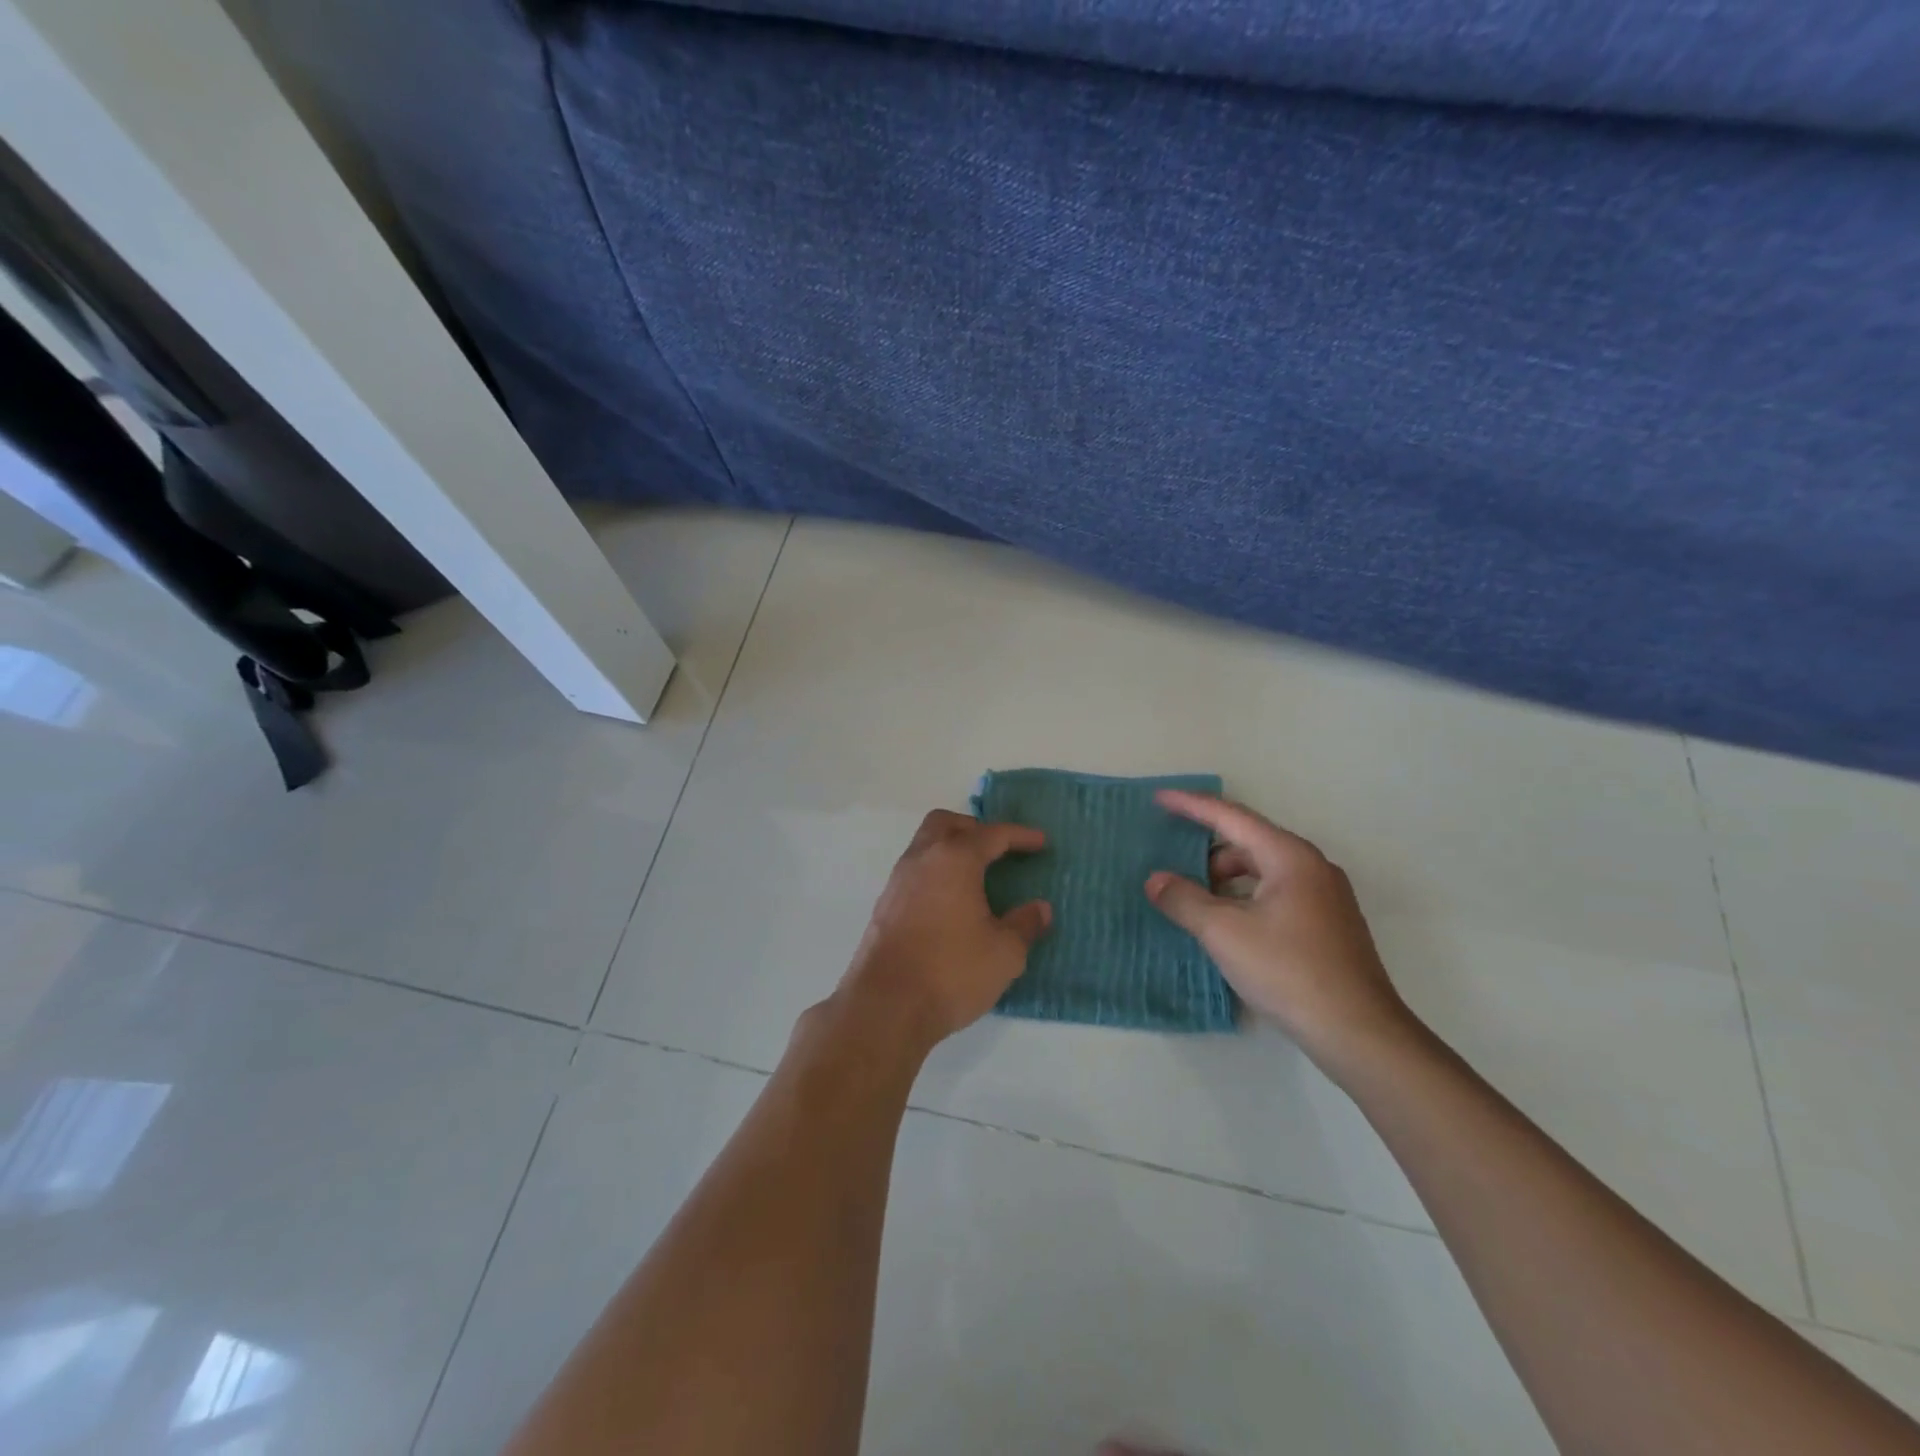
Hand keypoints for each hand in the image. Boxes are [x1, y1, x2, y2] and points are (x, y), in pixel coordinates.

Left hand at [831, 810, 1051, 1052]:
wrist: (885, 1006)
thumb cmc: (951, 972)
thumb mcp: (1004, 953)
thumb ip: (1024, 925)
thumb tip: (1039, 909)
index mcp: (955, 860)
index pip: (992, 835)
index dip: (1020, 836)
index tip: (1041, 842)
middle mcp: (922, 859)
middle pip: (947, 824)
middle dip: (975, 829)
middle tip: (998, 850)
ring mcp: (898, 881)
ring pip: (925, 846)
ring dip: (951, 850)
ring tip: (976, 877)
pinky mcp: (884, 906)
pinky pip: (915, 872)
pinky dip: (936, 874)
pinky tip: (951, 904)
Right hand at [1145, 791, 1416, 1071]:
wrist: (1359, 1033)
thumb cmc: (1289, 971)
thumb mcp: (1224, 933)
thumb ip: (1184, 900)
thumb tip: (1155, 880)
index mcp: (1289, 857)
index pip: (1231, 817)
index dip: (1191, 805)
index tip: (1159, 798)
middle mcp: (1312, 867)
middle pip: (1248, 843)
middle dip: (1206, 851)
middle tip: (1172, 864)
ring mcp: (1325, 897)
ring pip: (1263, 871)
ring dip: (1225, 879)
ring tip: (1194, 900)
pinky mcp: (1328, 925)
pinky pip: (1276, 893)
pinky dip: (1245, 897)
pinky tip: (1227, 924)